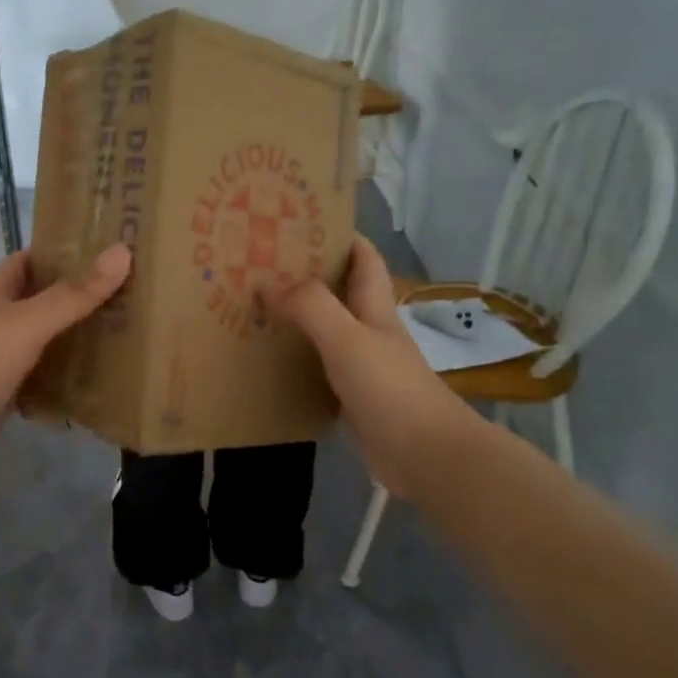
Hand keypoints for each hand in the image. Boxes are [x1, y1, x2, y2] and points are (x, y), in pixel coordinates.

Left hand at [0, 245, 131, 437]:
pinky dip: (65, 372)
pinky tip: (97, 374)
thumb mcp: (29, 322)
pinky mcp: (7, 390)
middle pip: (41, 298)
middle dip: (77, 294)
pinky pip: (43, 373)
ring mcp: (0, 356)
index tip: (103, 250)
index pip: (28, 260)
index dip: (60, 251)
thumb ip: (74, 293)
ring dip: (74, 333)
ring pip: (44, 337)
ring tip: (122, 328)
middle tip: (126, 291)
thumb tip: (123, 251)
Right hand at [272, 236, 477, 495]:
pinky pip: (316, 368)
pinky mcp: (350, 398)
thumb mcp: (348, 338)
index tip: (300, 221)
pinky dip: (294, 359)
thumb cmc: (390, 388)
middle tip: (260, 264)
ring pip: (324, 330)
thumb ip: (311, 306)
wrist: (425, 456)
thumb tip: (268, 282)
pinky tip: (266, 360)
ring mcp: (361, 366)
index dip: (340, 235)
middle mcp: (369, 331)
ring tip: (252, 306)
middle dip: (305, 274)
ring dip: (295, 318)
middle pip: (338, 292)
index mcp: (375, 308)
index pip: (364, 258)